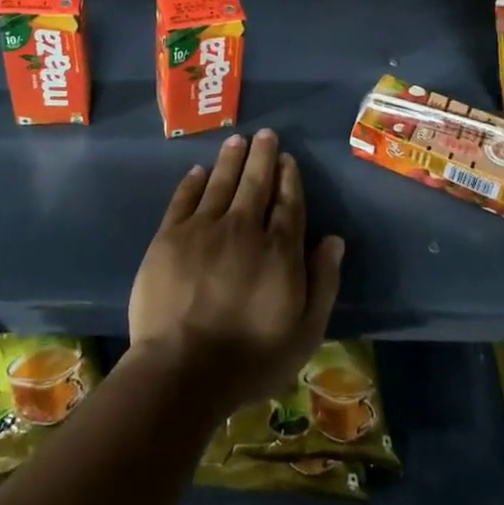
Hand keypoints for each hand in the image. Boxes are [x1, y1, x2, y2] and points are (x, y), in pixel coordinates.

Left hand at [127, 130, 342, 415]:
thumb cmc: (250, 359)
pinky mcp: (169, 237)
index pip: (288, 203)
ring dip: (231, 159)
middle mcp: (243, 228)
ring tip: (238, 139)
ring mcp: (203, 229)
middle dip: (263, 156)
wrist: (182, 369)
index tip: (288, 159)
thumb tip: (333, 240)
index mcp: (279, 250)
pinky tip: (199, 170)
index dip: (289, 178)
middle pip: (255, 183)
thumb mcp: (305, 332)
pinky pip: (184, 199)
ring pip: (221, 183)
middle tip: (266, 134)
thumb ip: (323, 282)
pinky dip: (193, 182)